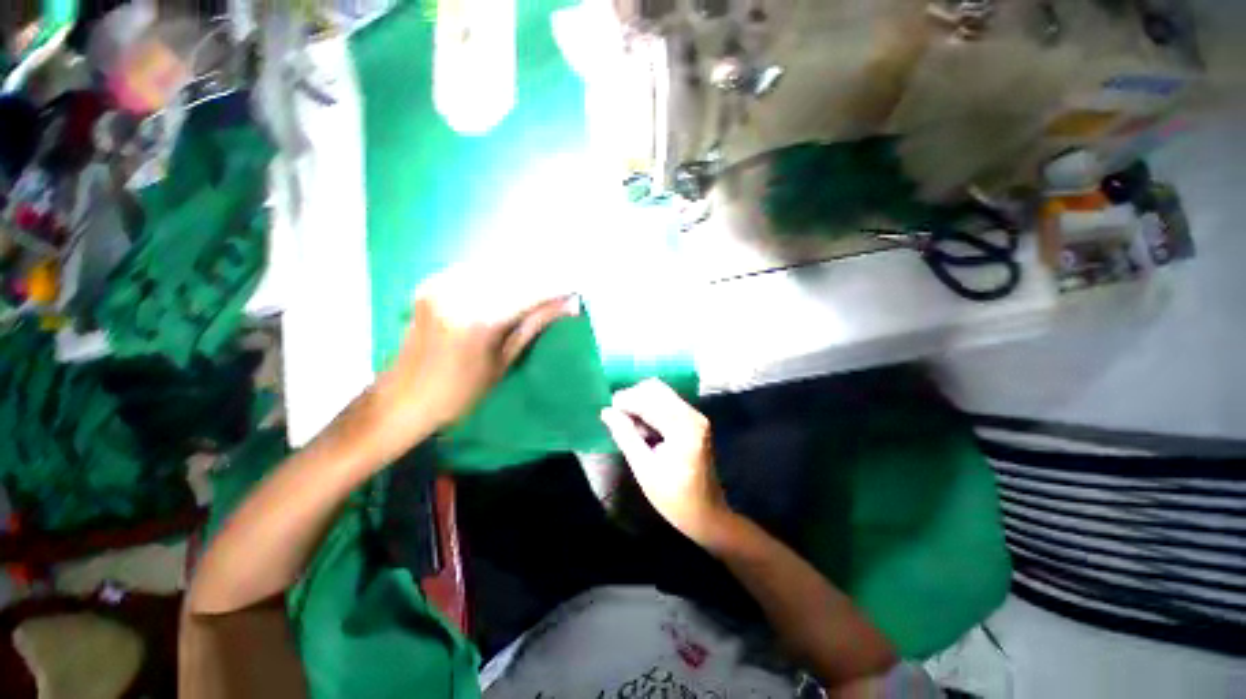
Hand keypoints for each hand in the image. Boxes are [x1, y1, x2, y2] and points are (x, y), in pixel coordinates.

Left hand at [368, 271, 577, 454]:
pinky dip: (497, 275)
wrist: (403, 398)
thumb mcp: (504, 362)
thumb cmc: (460, 393)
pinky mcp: (431, 282)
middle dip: (542, 279)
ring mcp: (441, 284)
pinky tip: (508, 285)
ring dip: (521, 274)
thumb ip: (535, 325)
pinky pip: (474, 270)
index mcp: (480, 319)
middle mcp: (459, 293)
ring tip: (540, 288)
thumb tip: (571, 306)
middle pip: (514, 273)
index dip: (557, 288)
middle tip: (562, 290)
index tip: (576, 289)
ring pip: (495, 267)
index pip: (531, 292)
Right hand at [600, 379, 732, 546]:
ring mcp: (696, 416)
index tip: (607, 412)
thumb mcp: (644, 469)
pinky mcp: (694, 420)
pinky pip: (667, 402)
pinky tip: (641, 426)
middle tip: (615, 416)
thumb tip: (606, 412)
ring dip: (641, 402)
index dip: (625, 401)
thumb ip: (625, 436)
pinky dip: (651, 408)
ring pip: (661, 393)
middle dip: (632, 398)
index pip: (649, 400)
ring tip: (627, 424)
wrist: (708, 514)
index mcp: (683, 428)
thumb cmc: (674, 499)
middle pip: (656, 389)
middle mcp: (693, 415)